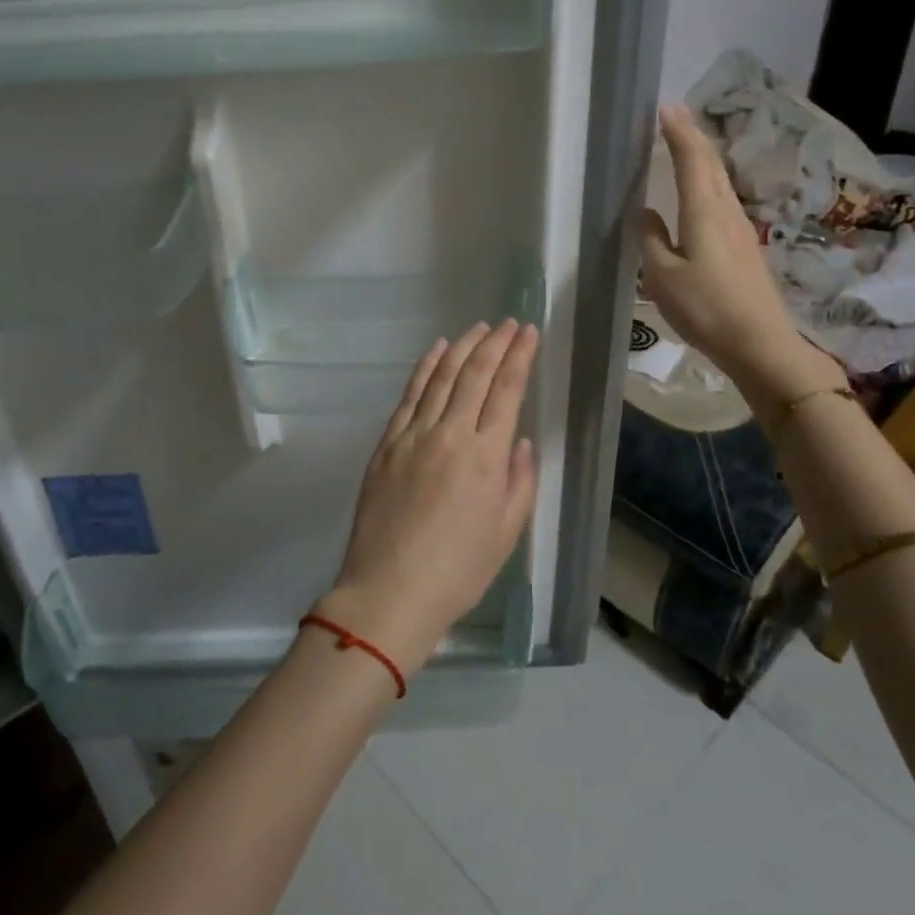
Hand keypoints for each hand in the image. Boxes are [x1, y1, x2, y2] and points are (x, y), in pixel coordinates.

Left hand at [318, 320, 539, 675]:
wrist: (390, 590)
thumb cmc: (458, 570)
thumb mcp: (507, 532)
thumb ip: (519, 480)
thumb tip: (517, 440)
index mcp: (485, 456)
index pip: (506, 390)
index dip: (519, 356)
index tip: (528, 333)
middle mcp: (449, 434)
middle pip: (474, 374)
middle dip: (495, 343)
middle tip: (509, 323)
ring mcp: (413, 435)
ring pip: (441, 376)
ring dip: (461, 347)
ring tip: (478, 328)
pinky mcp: (386, 443)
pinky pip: (409, 395)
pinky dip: (425, 367)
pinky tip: (436, 351)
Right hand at [639, 105, 843, 409]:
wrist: (759, 343)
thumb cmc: (705, 308)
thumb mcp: (662, 276)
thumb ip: (650, 239)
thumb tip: (645, 213)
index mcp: (704, 212)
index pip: (692, 160)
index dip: (678, 132)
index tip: (665, 108)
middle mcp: (726, 212)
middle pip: (712, 164)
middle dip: (693, 137)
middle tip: (674, 117)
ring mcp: (741, 229)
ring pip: (720, 181)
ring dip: (702, 158)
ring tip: (684, 146)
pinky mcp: (744, 246)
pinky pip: (722, 200)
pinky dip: (708, 182)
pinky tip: (700, 192)